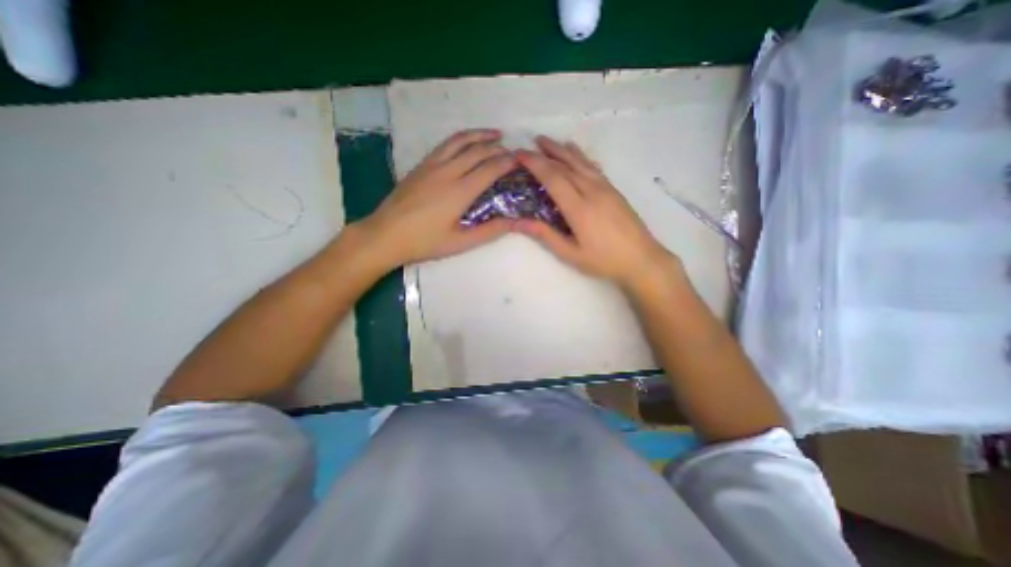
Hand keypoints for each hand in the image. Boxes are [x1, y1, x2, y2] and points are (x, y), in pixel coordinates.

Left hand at [353, 128, 513, 268]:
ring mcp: (431, 165)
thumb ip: (489, 231)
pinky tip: (466, 143)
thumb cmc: (424, 242)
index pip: (490, 169)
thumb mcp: (460, 242)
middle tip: (512, 150)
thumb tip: (514, 222)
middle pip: (477, 151)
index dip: (507, 162)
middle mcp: (447, 172)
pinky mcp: (420, 165)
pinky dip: (461, 139)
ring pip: (459, 141)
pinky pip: (445, 145)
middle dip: (497, 147)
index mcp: (459, 192)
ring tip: (494, 134)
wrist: (385, 234)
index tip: (520, 160)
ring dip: (479, 135)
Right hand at [516, 135, 673, 290]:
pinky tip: (574, 151)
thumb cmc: (604, 261)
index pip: (553, 177)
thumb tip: (517, 222)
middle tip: (525, 146)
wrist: (642, 259)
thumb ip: (545, 235)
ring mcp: (605, 188)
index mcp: (579, 208)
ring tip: (545, 140)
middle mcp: (592, 191)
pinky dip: (580, 156)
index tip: (518, 154)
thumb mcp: (571, 253)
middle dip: (544, 153)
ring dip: (560, 149)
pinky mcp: (614, 189)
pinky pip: (593, 167)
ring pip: (580, 162)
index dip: (534, 163)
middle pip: (565, 165)